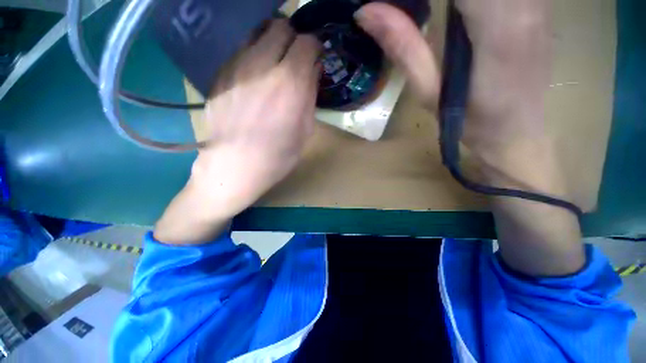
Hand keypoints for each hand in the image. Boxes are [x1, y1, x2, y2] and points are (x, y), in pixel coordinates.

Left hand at [154, 19, 320, 244]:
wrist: (234, 166)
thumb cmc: (277, 156)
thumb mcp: (305, 131)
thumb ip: (310, 96)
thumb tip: (312, 72)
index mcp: (291, 83)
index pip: (308, 41)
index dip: (314, 48)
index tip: (314, 60)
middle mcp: (263, 64)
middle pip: (281, 26)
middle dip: (293, 39)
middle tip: (295, 60)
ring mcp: (237, 66)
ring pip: (258, 33)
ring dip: (272, 44)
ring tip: (274, 67)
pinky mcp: (220, 74)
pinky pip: (241, 52)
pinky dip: (253, 57)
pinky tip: (254, 80)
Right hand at [356, 1, 583, 275]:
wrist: (517, 134)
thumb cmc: (469, 122)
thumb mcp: (428, 91)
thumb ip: (403, 45)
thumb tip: (367, 12)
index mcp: (496, 28)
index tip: (393, 1)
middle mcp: (525, 3)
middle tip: (406, 8)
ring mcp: (537, 0)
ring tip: (422, 11)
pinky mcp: (537, 3)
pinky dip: (468, 0)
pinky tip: (454, 12)